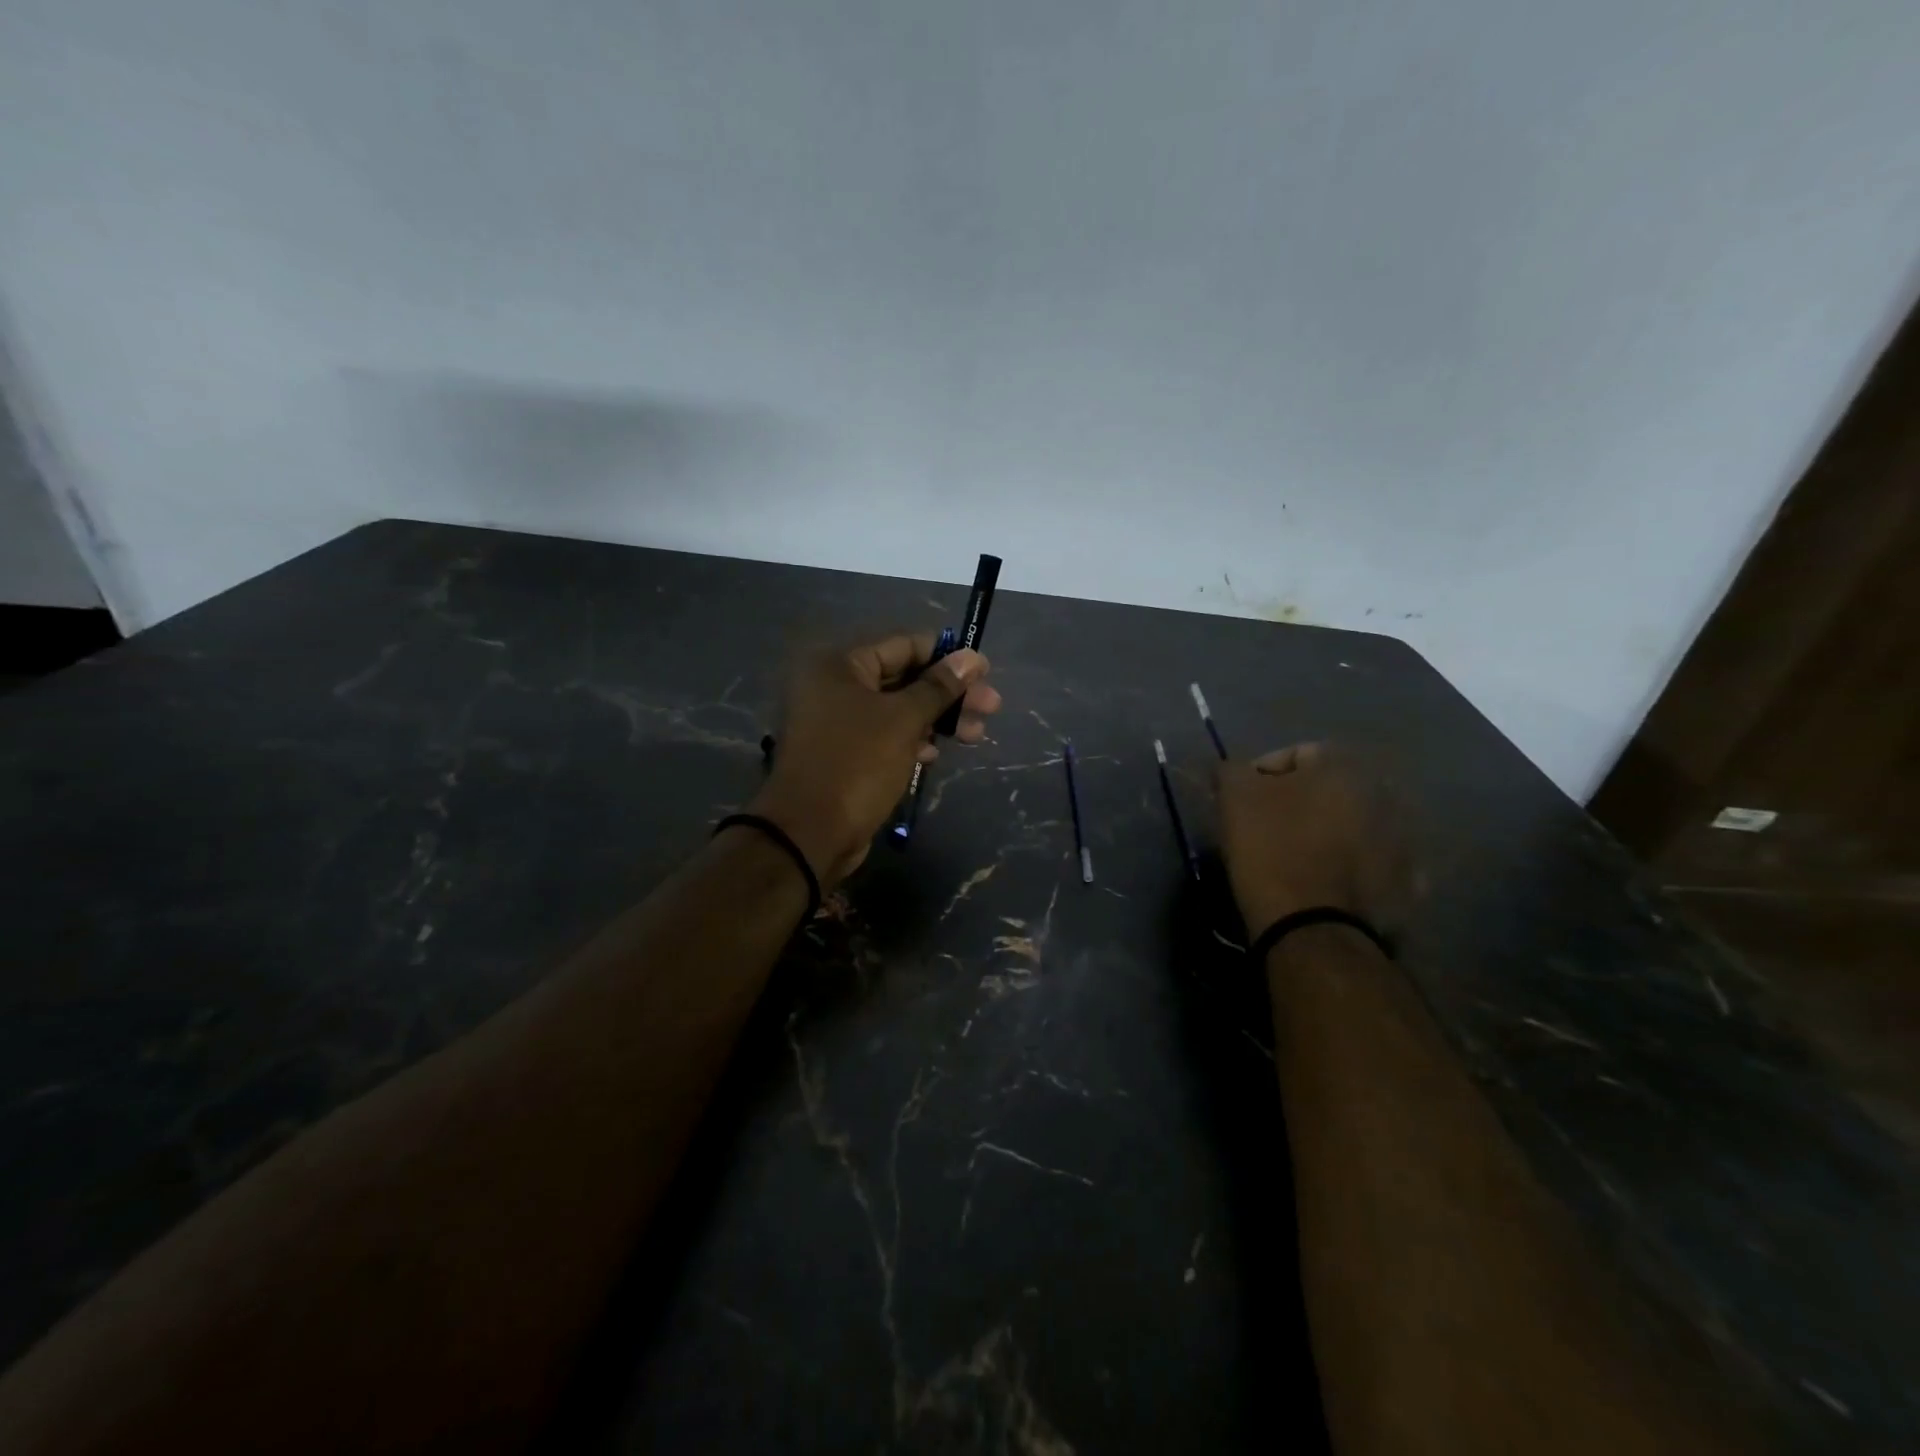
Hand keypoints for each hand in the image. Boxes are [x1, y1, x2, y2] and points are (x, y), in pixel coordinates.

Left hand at [749, 633, 1002, 884]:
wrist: (809, 834)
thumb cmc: (857, 764)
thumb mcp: (903, 720)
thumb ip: (939, 687)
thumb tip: (973, 658)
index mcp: (840, 665)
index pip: (904, 645)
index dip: (947, 656)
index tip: (985, 672)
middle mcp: (834, 686)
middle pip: (904, 678)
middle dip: (948, 694)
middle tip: (990, 708)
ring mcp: (837, 722)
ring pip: (898, 710)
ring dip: (937, 719)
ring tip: (975, 735)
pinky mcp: (844, 754)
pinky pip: (885, 736)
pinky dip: (912, 740)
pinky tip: (933, 754)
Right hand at [1215, 743, 1410, 941]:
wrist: (1311, 926)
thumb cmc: (1270, 848)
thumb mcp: (1235, 796)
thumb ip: (1233, 769)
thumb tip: (1235, 770)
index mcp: (1344, 766)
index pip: (1294, 755)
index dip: (1260, 776)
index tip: (1240, 803)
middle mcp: (1382, 792)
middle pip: (1327, 789)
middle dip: (1299, 803)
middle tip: (1267, 828)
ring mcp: (1401, 838)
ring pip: (1350, 824)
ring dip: (1326, 832)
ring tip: (1295, 857)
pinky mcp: (1406, 880)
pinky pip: (1369, 861)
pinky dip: (1349, 865)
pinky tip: (1324, 881)